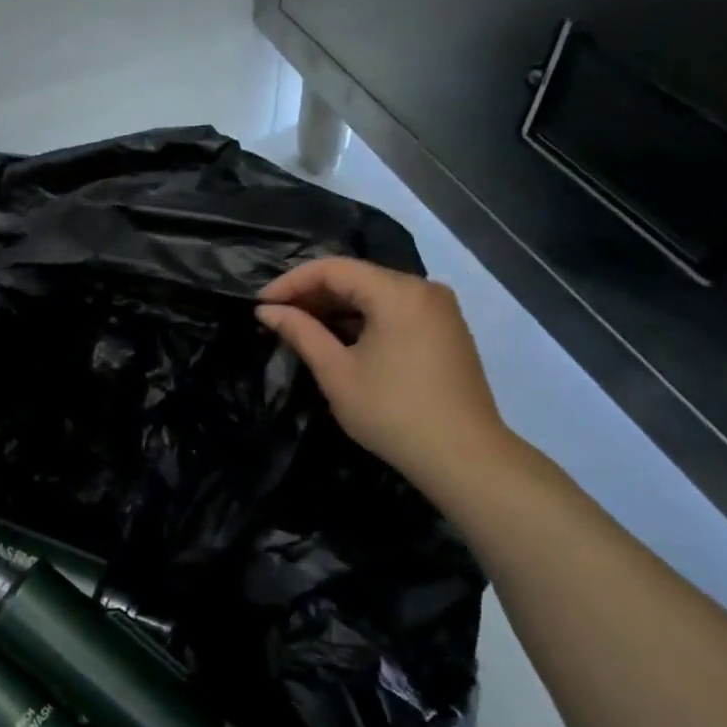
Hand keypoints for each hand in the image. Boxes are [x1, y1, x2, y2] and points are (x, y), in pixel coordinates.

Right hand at [256, 257, 511, 493]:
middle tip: (277, 317)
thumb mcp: (337, 372)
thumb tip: (266, 310)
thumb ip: (300, 332)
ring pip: (375, 294)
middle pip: (357, 277)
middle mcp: (423, 289)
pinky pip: (395, 310)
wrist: (464, 457)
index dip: (291, 282)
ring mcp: (439, 309)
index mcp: (398, 292)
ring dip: (337, 307)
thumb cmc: (392, 412)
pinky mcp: (446, 330)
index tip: (261, 304)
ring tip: (302, 328)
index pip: (333, 269)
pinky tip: (340, 339)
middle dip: (313, 294)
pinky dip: (364, 319)